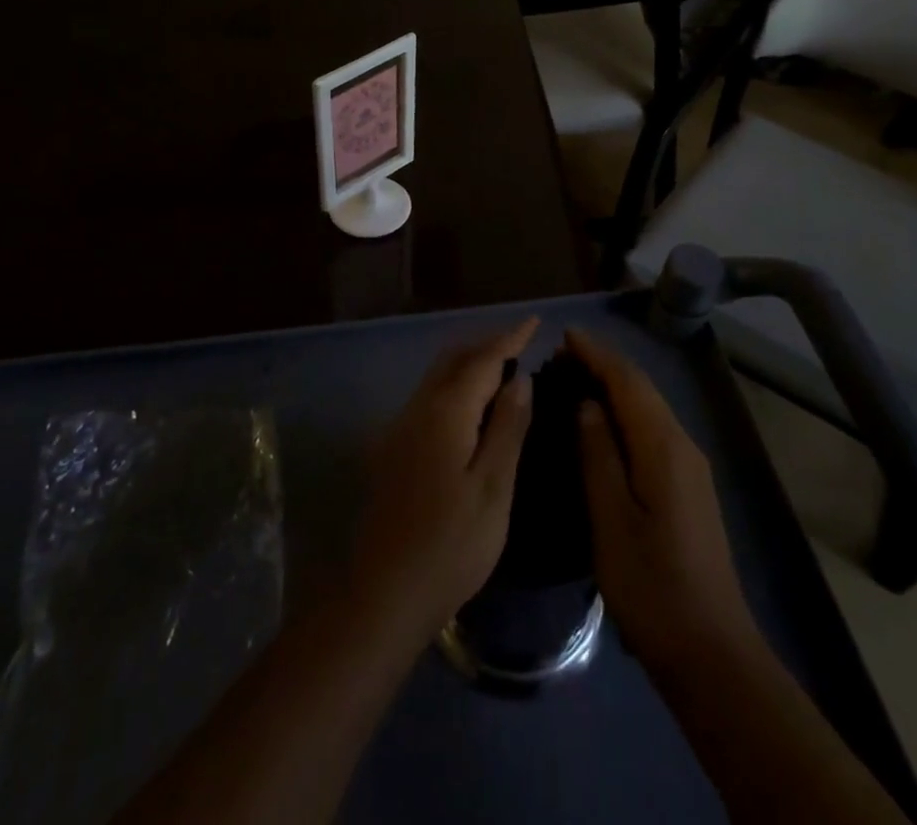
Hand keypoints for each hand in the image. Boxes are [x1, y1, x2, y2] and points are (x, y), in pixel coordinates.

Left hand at [350, 319, 535, 644]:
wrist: (383, 594)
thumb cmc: (451, 545)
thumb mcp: (493, 488)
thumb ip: (507, 427)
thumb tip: (519, 379)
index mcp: (445, 412)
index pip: (482, 359)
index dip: (509, 338)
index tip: (534, 321)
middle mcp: (417, 409)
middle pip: (453, 359)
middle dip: (486, 345)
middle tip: (520, 343)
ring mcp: (398, 428)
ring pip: (437, 378)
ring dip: (467, 364)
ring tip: (501, 370)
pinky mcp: (391, 450)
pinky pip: (428, 398)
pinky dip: (453, 387)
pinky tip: (469, 408)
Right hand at [569, 329, 762, 683]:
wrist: (710, 651)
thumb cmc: (652, 586)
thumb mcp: (612, 519)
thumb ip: (598, 454)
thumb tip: (588, 403)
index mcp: (664, 447)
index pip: (628, 382)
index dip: (597, 354)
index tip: (565, 335)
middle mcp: (683, 446)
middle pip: (642, 390)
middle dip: (604, 365)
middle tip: (561, 355)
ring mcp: (690, 468)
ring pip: (649, 409)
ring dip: (614, 387)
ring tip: (575, 379)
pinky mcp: (688, 488)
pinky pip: (652, 430)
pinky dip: (626, 412)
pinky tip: (603, 424)